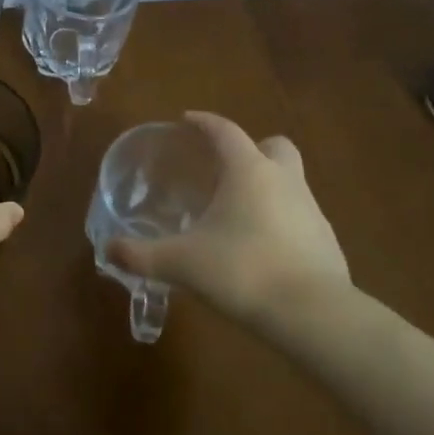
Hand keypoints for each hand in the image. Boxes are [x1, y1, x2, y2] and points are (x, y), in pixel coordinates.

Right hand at [108, 111, 349, 328]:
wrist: (312, 314)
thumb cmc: (242, 271)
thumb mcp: (181, 264)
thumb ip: (141, 255)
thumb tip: (108, 250)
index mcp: (248, 171)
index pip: (225, 131)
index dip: (204, 122)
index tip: (187, 120)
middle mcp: (284, 180)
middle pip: (273, 146)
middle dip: (251, 148)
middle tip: (224, 168)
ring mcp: (311, 209)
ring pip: (289, 181)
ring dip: (266, 187)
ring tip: (236, 214)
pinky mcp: (325, 240)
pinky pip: (298, 216)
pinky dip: (279, 221)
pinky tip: (259, 247)